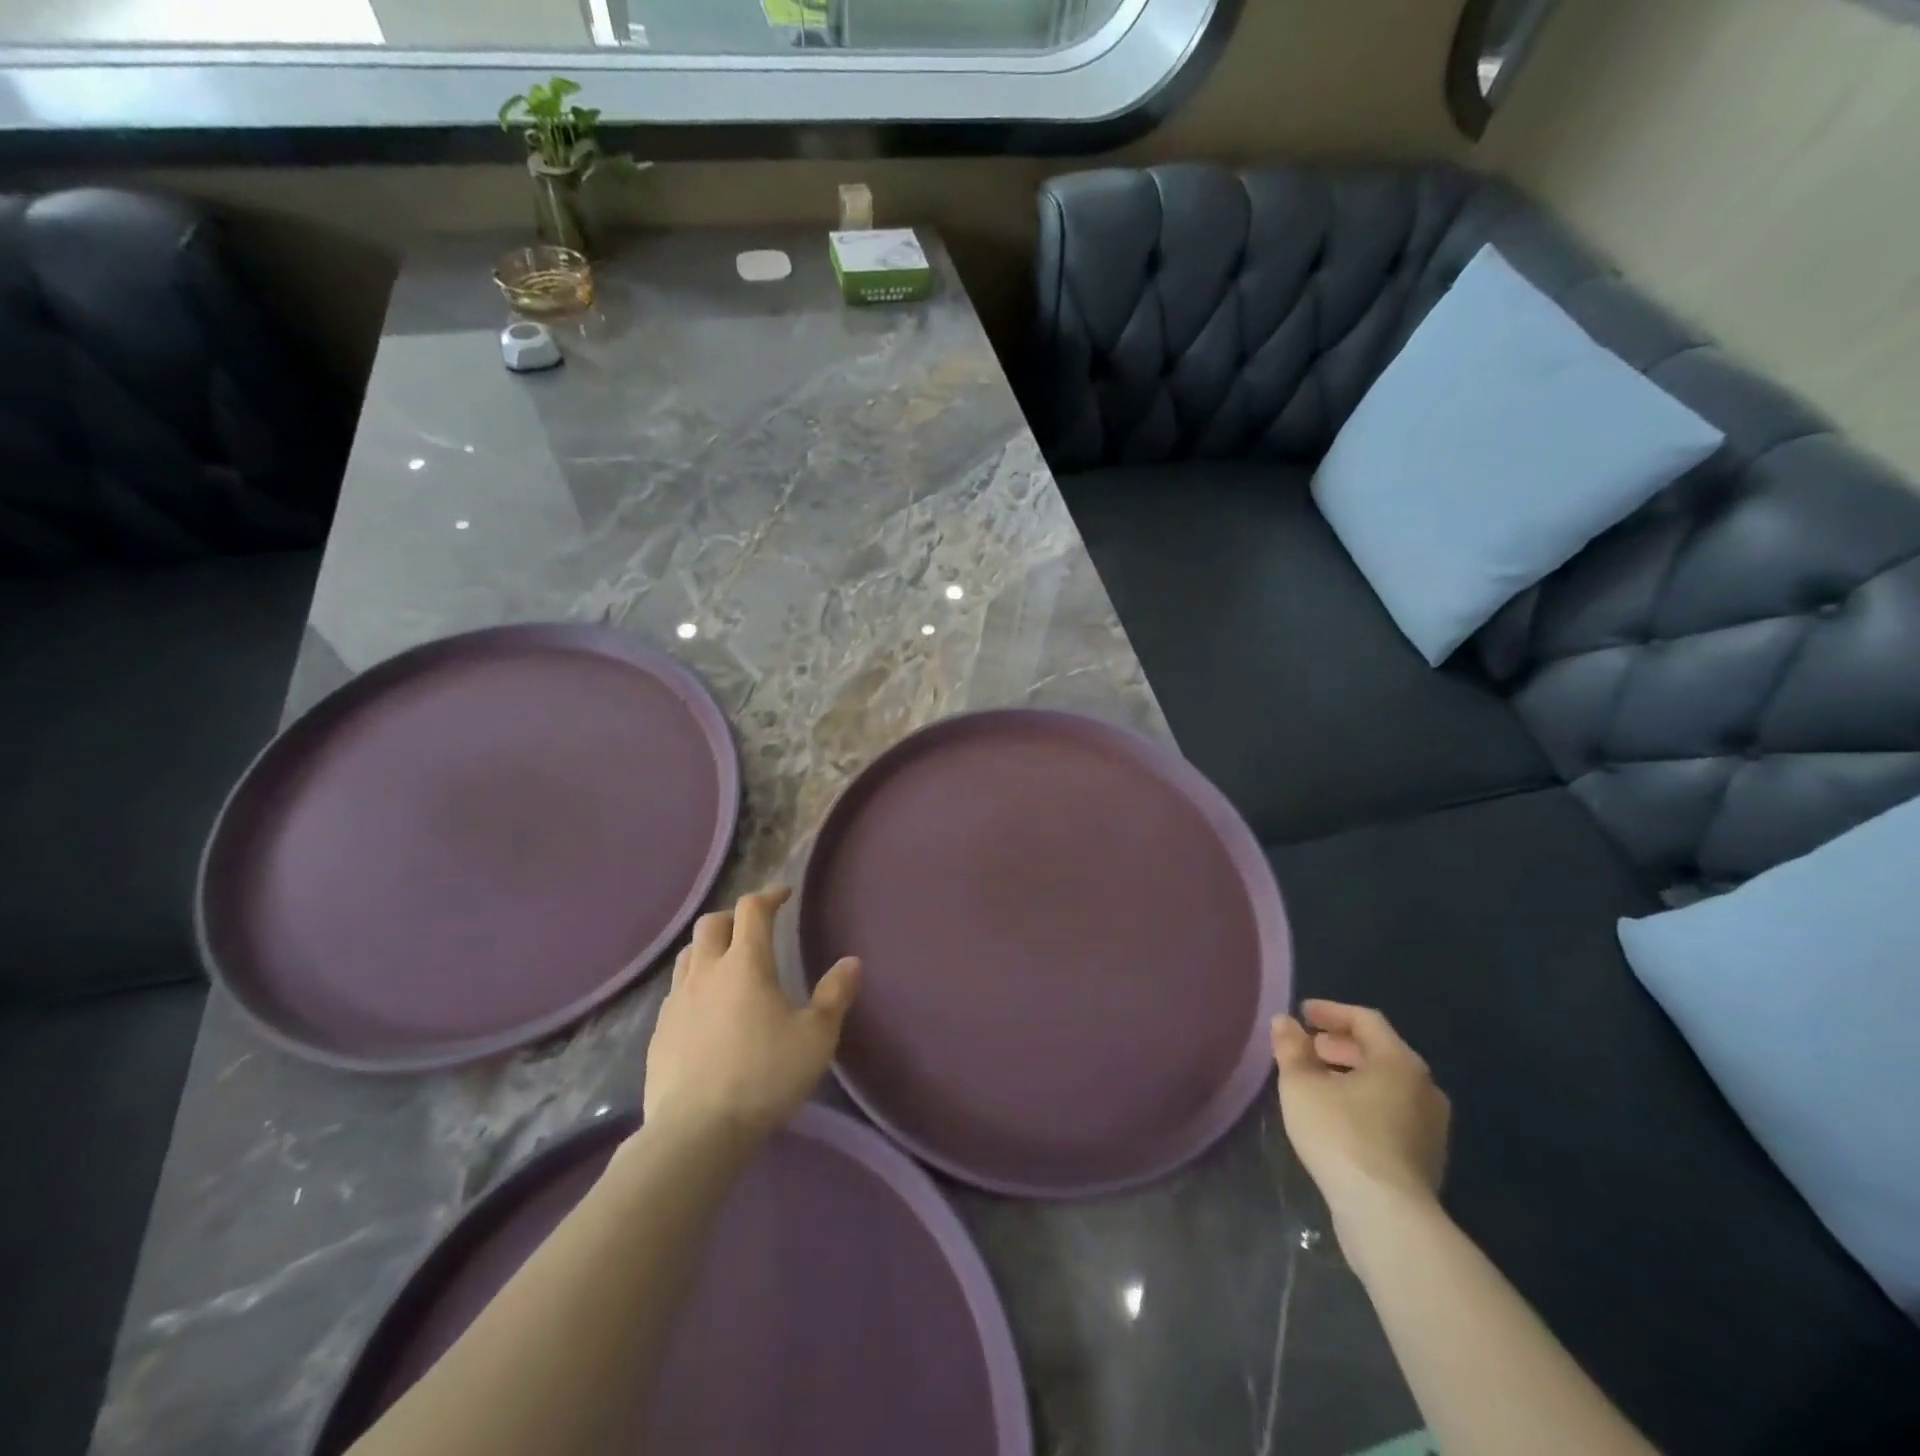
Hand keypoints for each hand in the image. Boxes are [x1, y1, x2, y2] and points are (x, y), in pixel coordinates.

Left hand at [642, 885, 860, 1144]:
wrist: (695, 1133)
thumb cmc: (764, 1077)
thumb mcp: (816, 1037)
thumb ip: (835, 995)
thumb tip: (851, 962)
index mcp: (745, 964)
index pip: (752, 909)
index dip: (770, 895)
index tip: (785, 894)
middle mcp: (706, 971)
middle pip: (712, 923)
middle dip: (735, 916)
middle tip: (756, 928)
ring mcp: (676, 1001)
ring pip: (689, 955)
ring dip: (710, 947)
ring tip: (729, 964)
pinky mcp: (659, 1032)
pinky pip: (676, 991)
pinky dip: (695, 984)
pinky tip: (707, 1010)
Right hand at [1272, 1000, 1450, 1234]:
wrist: (1387, 1216)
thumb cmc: (1341, 1136)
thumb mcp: (1301, 1085)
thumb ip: (1291, 1048)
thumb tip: (1284, 1022)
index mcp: (1399, 1062)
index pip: (1365, 1020)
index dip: (1331, 1012)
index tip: (1302, 1013)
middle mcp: (1424, 1088)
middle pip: (1378, 1052)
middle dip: (1339, 1046)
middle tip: (1307, 1048)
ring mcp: (1431, 1126)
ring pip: (1386, 1085)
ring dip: (1350, 1075)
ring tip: (1315, 1083)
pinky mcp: (1425, 1158)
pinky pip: (1392, 1113)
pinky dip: (1363, 1102)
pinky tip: (1336, 1118)